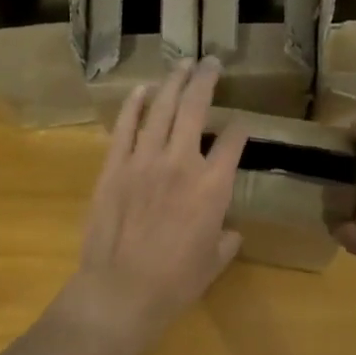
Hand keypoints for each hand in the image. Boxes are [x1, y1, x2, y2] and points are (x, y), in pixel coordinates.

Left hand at [53, 59, 246, 354]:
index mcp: (213, 188)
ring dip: (173, 83)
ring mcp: (144, 161)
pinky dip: (135, 105)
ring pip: (161, 109)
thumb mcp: (213, 263)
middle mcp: (182, 163)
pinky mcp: (114, 167)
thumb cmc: (174, 284)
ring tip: (182, 65)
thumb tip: (229, 230)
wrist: (120, 291)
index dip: (241, 131)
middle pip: (195, 109)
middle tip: (210, 63)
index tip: (242, 126)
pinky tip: (143, 89)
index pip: (234, 143)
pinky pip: (126, 127)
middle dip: (205, 81)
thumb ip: (225, 239)